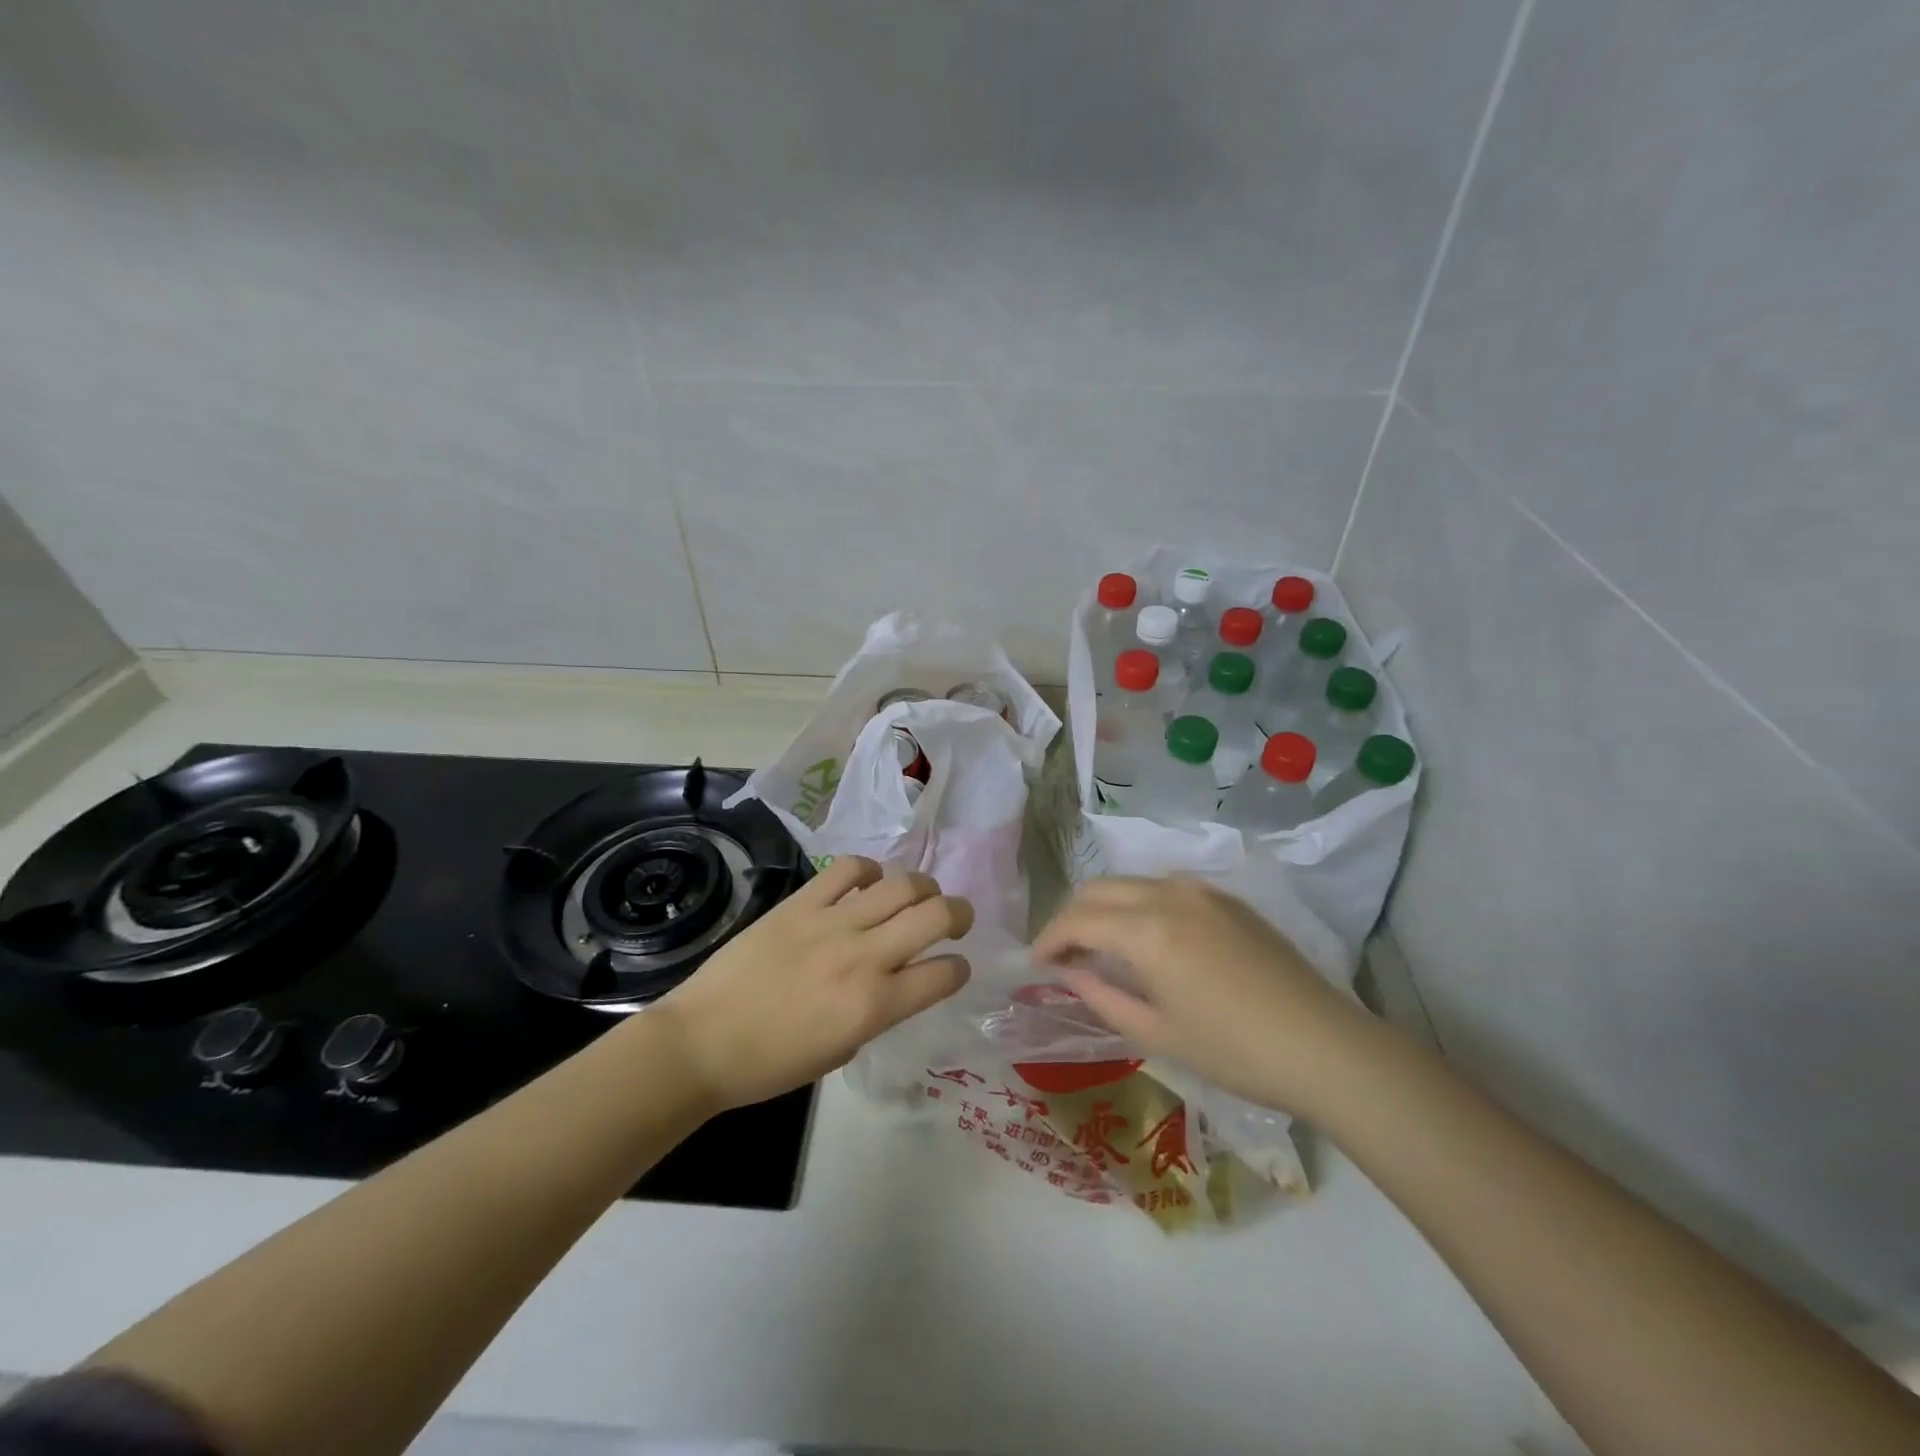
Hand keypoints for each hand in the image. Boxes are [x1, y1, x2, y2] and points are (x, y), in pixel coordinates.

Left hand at [655, 856, 973, 1109]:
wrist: (703, 1042)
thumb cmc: (771, 1064)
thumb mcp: (842, 1051)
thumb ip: (878, 1011)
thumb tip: (893, 981)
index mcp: (875, 1006)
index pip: (944, 974)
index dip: (959, 970)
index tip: (954, 967)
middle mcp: (863, 957)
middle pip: (935, 915)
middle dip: (959, 913)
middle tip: (955, 919)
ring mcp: (832, 922)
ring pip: (900, 884)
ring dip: (922, 888)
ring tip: (918, 896)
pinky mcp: (801, 902)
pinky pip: (848, 869)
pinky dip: (868, 870)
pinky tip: (868, 883)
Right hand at [1032, 875, 1373, 1118]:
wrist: (1324, 1045)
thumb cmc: (1234, 1051)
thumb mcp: (1156, 1033)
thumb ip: (1101, 996)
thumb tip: (1069, 973)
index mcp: (1147, 930)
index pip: (1077, 919)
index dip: (1048, 940)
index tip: (1036, 965)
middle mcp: (1168, 894)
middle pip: (1098, 889)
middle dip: (1071, 917)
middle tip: (1062, 955)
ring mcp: (1201, 890)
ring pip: (1130, 882)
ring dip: (1104, 907)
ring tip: (1100, 947)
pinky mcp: (1226, 898)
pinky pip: (1163, 887)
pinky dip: (1138, 904)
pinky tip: (1145, 939)